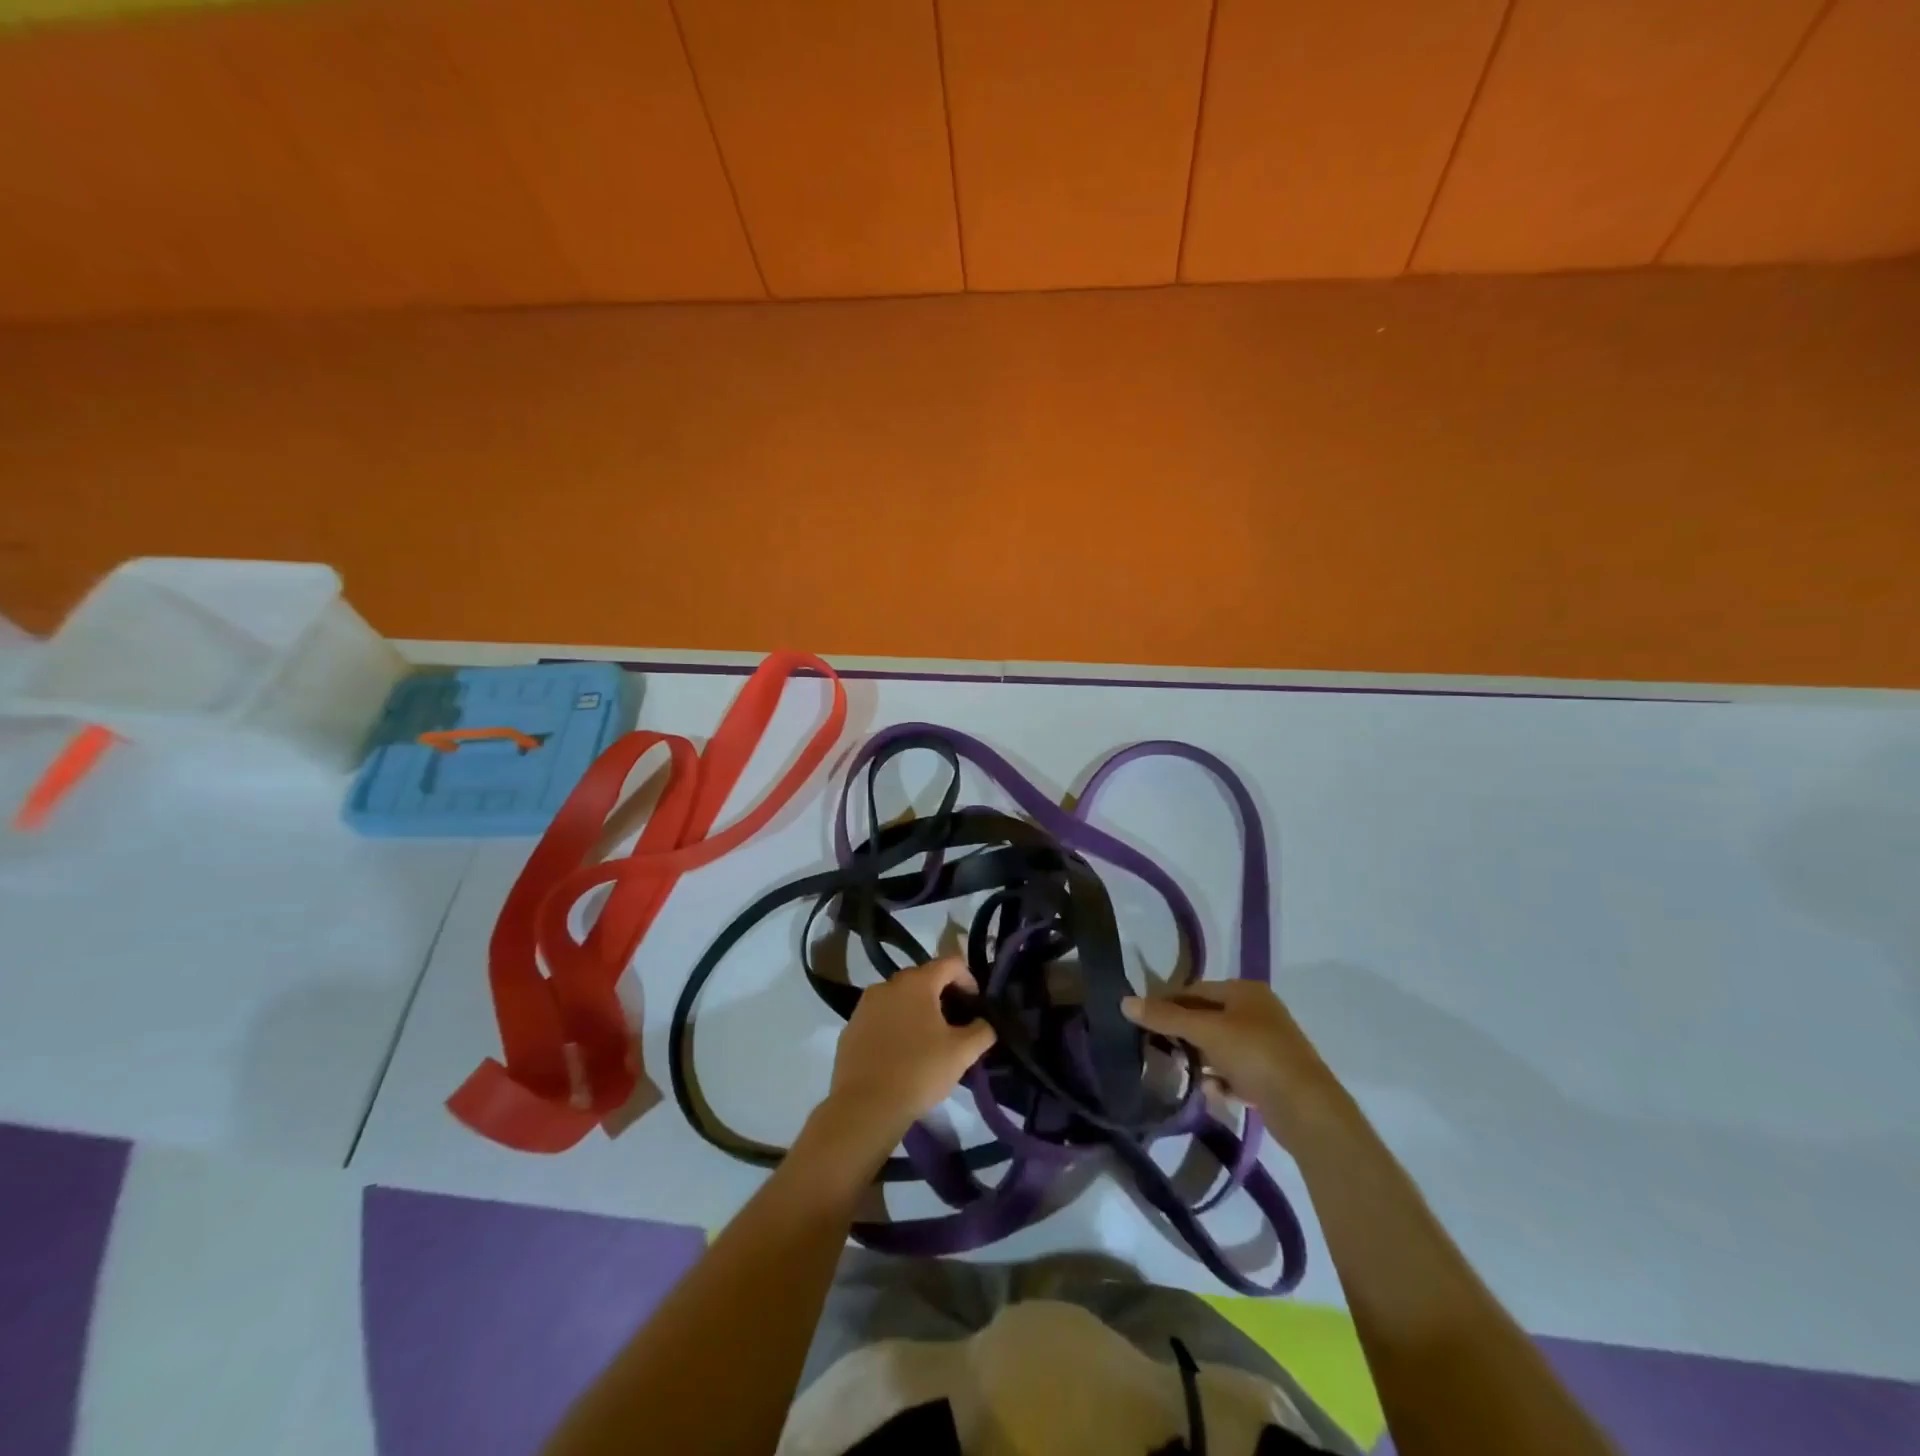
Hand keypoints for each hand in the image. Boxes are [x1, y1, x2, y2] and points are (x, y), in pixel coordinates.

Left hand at [811, 957, 995, 1168]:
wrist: (864, 1106)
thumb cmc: (919, 1072)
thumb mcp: (962, 1053)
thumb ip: (982, 1031)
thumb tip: (985, 1023)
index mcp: (917, 982)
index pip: (950, 963)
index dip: (969, 979)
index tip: (976, 1004)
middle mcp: (888, 984)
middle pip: (923, 978)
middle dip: (942, 994)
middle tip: (955, 1022)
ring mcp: (865, 1004)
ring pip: (899, 997)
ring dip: (917, 1009)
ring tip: (928, 1039)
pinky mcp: (851, 1026)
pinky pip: (880, 1016)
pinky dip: (894, 1024)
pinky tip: (901, 1052)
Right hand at [1121, 982, 1339, 1131]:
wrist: (1306, 1108)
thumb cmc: (1255, 1054)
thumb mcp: (1206, 1031)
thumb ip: (1166, 1017)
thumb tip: (1124, 1002)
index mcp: (1245, 991)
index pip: (1196, 989)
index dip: (1168, 1002)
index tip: (1142, 1019)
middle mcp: (1258, 1012)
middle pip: (1208, 1017)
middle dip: (1183, 1033)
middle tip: (1157, 1047)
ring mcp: (1267, 1045)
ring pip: (1221, 1046)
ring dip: (1201, 1058)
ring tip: (1180, 1071)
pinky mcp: (1272, 1077)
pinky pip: (1236, 1073)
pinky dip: (1221, 1080)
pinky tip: (1210, 1091)